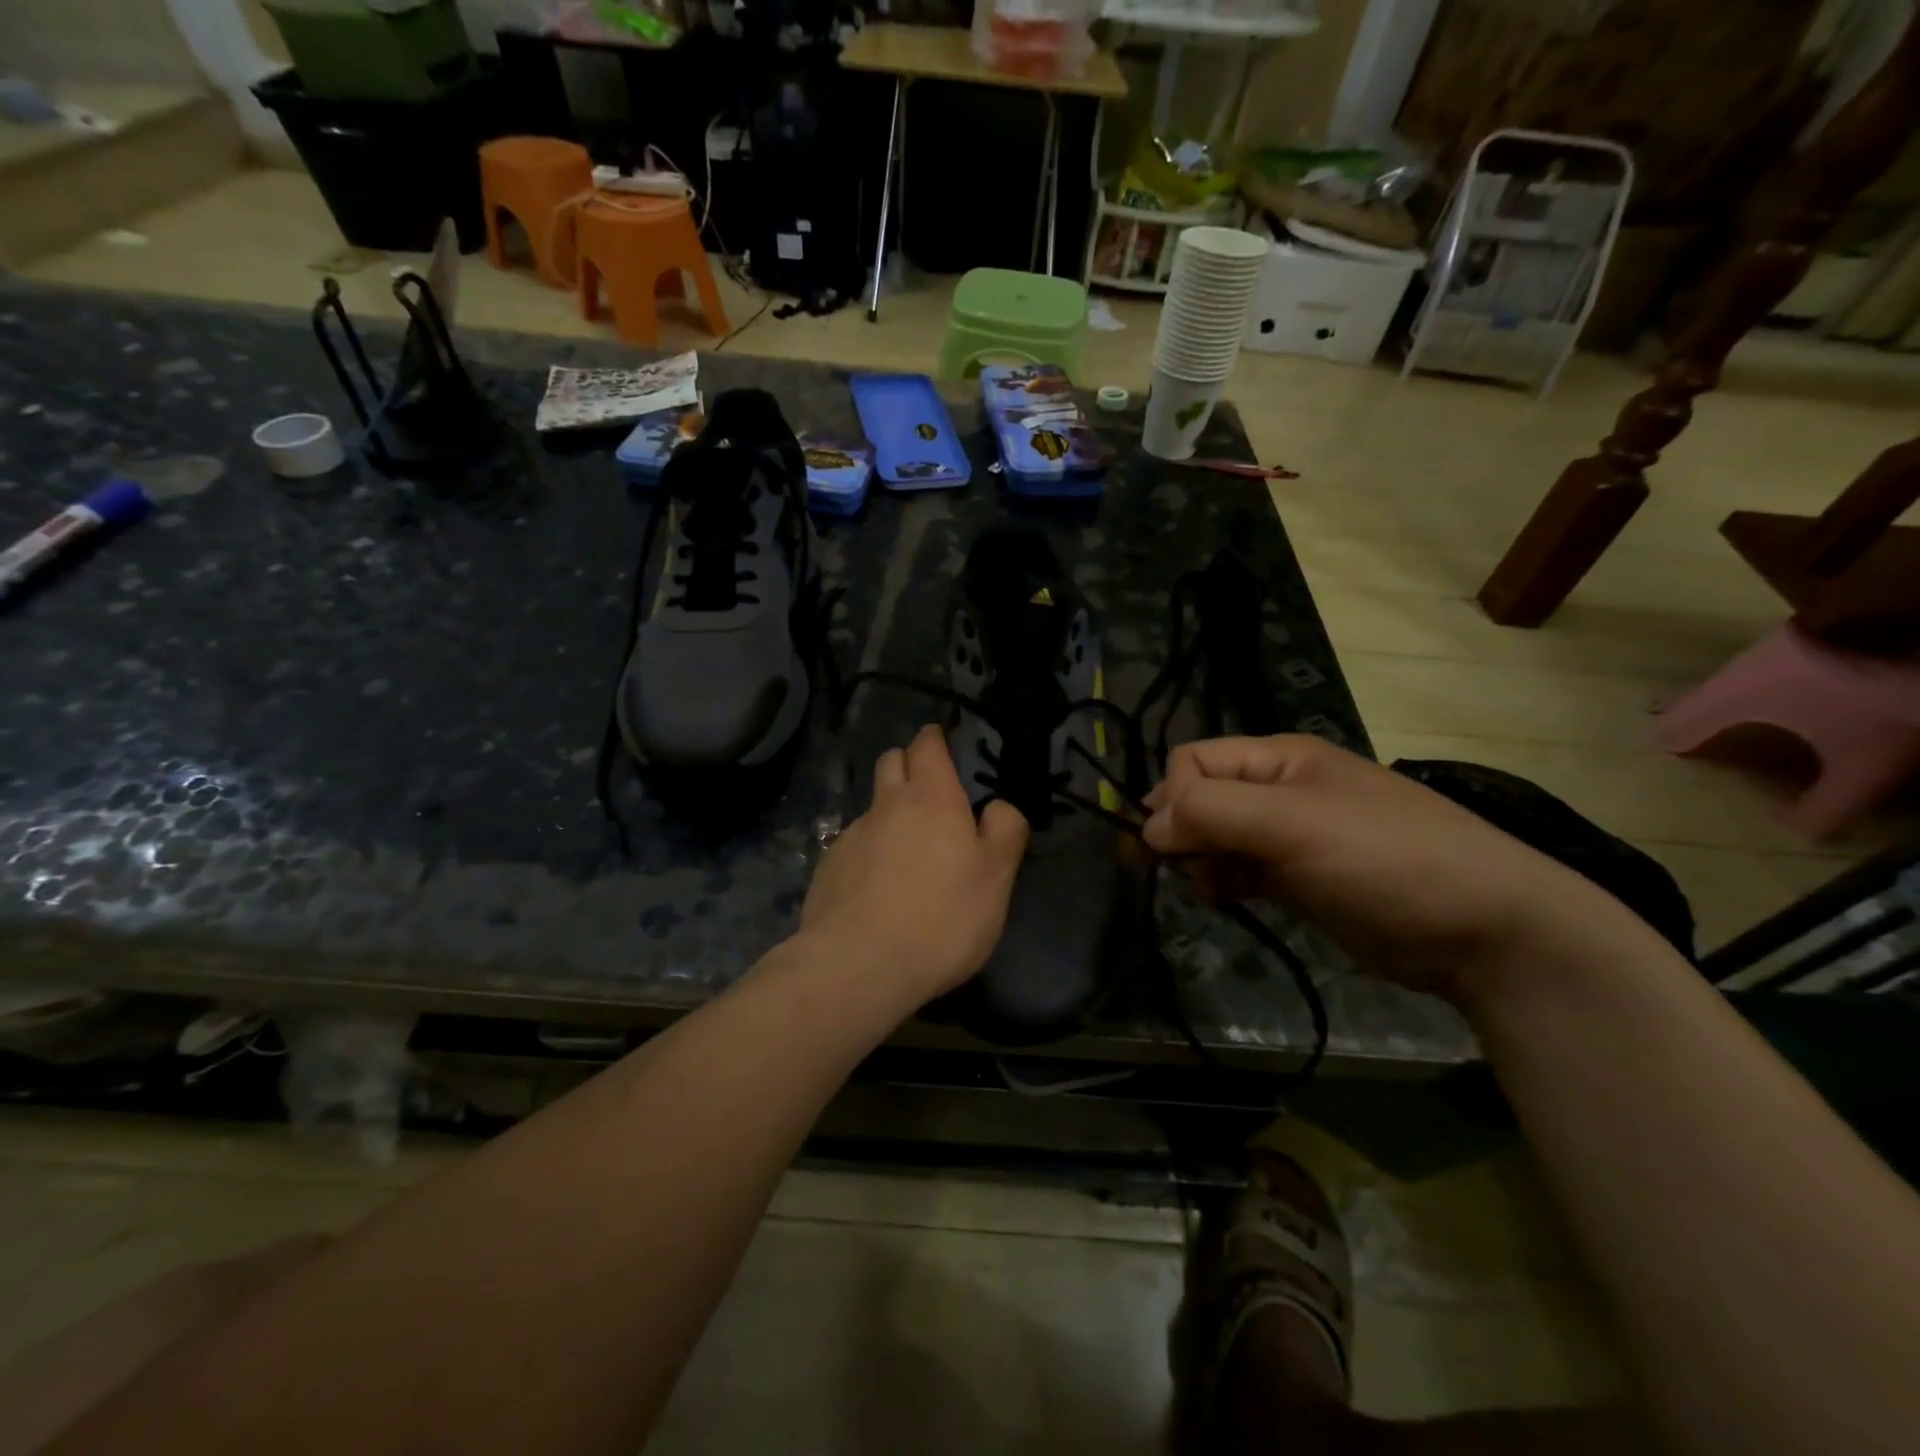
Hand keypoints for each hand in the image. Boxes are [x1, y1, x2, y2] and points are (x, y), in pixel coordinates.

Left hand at [800, 725, 1029, 1000]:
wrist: (859, 966)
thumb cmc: (942, 918)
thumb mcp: (997, 878)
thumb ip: (1004, 831)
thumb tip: (998, 806)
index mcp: (932, 797)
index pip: (927, 745)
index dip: (935, 740)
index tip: (943, 746)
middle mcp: (886, 805)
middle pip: (891, 762)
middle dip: (908, 764)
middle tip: (930, 792)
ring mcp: (852, 835)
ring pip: (873, 806)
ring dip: (890, 813)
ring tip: (907, 852)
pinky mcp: (828, 867)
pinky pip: (854, 844)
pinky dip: (870, 852)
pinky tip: (879, 888)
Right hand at [1142, 735, 1652, 1004]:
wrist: (1487, 931)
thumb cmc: (1385, 860)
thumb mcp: (1293, 824)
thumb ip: (1212, 813)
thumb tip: (1147, 826)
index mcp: (1279, 758)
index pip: (1193, 762)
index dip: (1173, 799)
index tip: (1172, 846)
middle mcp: (1280, 789)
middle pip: (1200, 798)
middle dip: (1182, 833)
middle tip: (1182, 873)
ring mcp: (1292, 834)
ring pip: (1215, 837)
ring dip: (1202, 862)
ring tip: (1215, 891)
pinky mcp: (1301, 877)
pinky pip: (1240, 868)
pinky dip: (1225, 882)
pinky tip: (1231, 900)